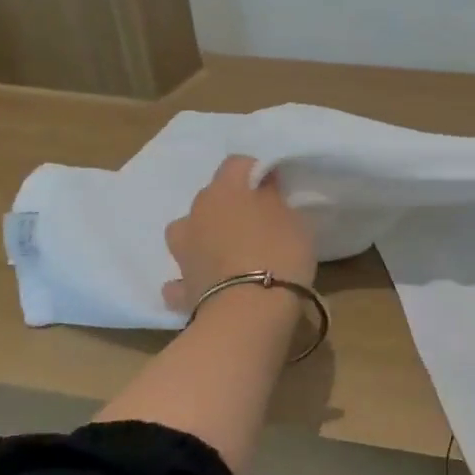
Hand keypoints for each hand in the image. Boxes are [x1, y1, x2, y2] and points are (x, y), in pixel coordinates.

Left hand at [162, 156, 316, 316]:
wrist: (249, 311)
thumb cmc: (279, 254)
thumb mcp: (293, 219)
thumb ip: (273, 199)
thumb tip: (262, 185)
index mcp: (224, 191)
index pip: (237, 164)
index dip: (255, 172)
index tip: (274, 188)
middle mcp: (196, 215)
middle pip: (211, 198)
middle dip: (229, 205)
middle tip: (256, 223)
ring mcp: (183, 252)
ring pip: (189, 233)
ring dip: (203, 236)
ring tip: (227, 252)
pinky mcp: (182, 287)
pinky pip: (184, 277)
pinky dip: (195, 277)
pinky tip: (209, 284)